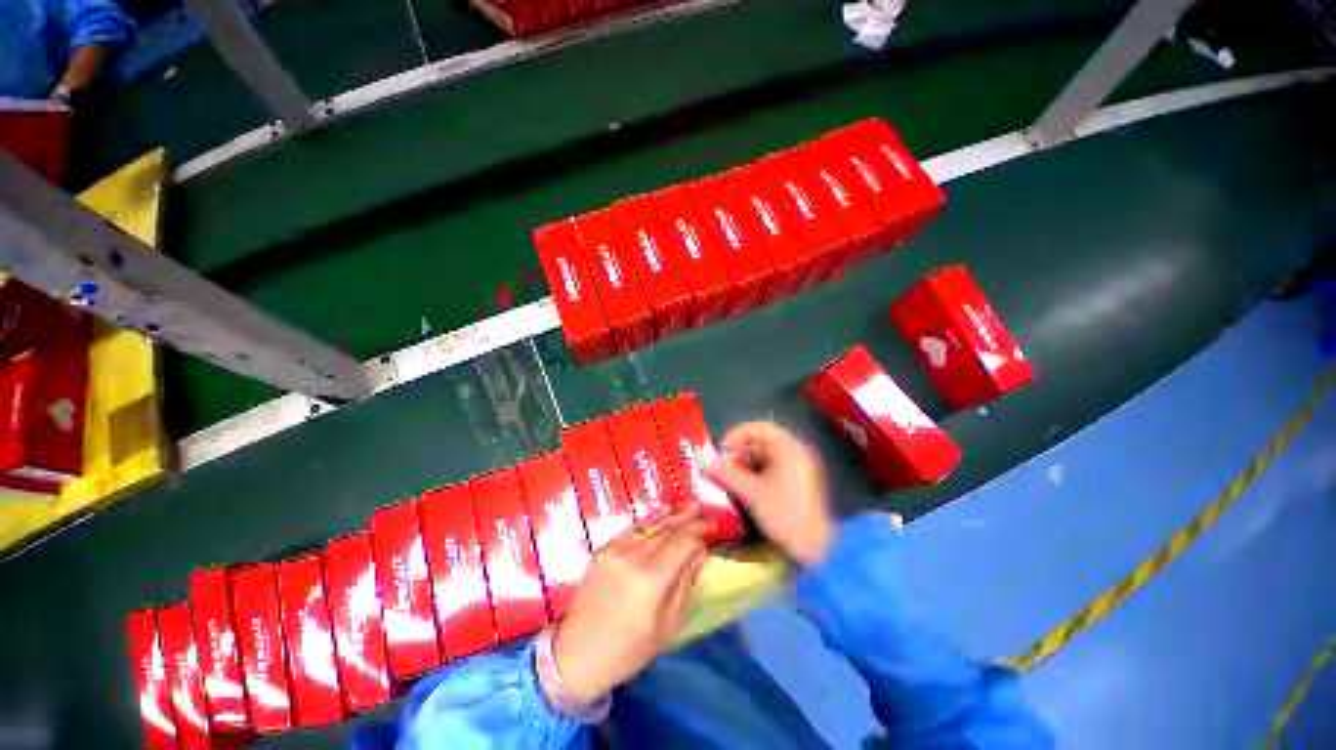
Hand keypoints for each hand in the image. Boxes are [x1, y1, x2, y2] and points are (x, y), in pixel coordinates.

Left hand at [551, 507, 710, 702]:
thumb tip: (701, 552)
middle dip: (689, 520)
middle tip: (704, 513)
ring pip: (651, 525)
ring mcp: (616, 550)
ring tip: (689, 506)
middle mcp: (634, 556)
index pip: (683, 542)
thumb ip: (686, 582)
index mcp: (653, 579)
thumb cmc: (629, 650)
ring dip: (672, 514)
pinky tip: (663, 512)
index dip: (699, 530)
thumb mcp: (668, 624)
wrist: (578, 654)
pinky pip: (632, 528)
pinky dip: (650, 519)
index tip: (713, 526)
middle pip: (668, 530)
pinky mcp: (604, 549)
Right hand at [703, 421, 833, 566]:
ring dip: (744, 463)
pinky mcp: (795, 482)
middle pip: (762, 442)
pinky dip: (754, 473)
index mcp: (789, 449)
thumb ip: (726, 473)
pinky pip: (771, 468)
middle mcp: (795, 453)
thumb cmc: (785, 515)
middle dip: (739, 451)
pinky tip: (741, 486)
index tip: (722, 450)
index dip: (738, 435)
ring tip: (728, 477)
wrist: (816, 550)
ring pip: (765, 456)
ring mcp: (797, 468)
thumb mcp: (751, 493)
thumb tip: (702, 458)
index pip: (760, 428)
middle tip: (721, 466)